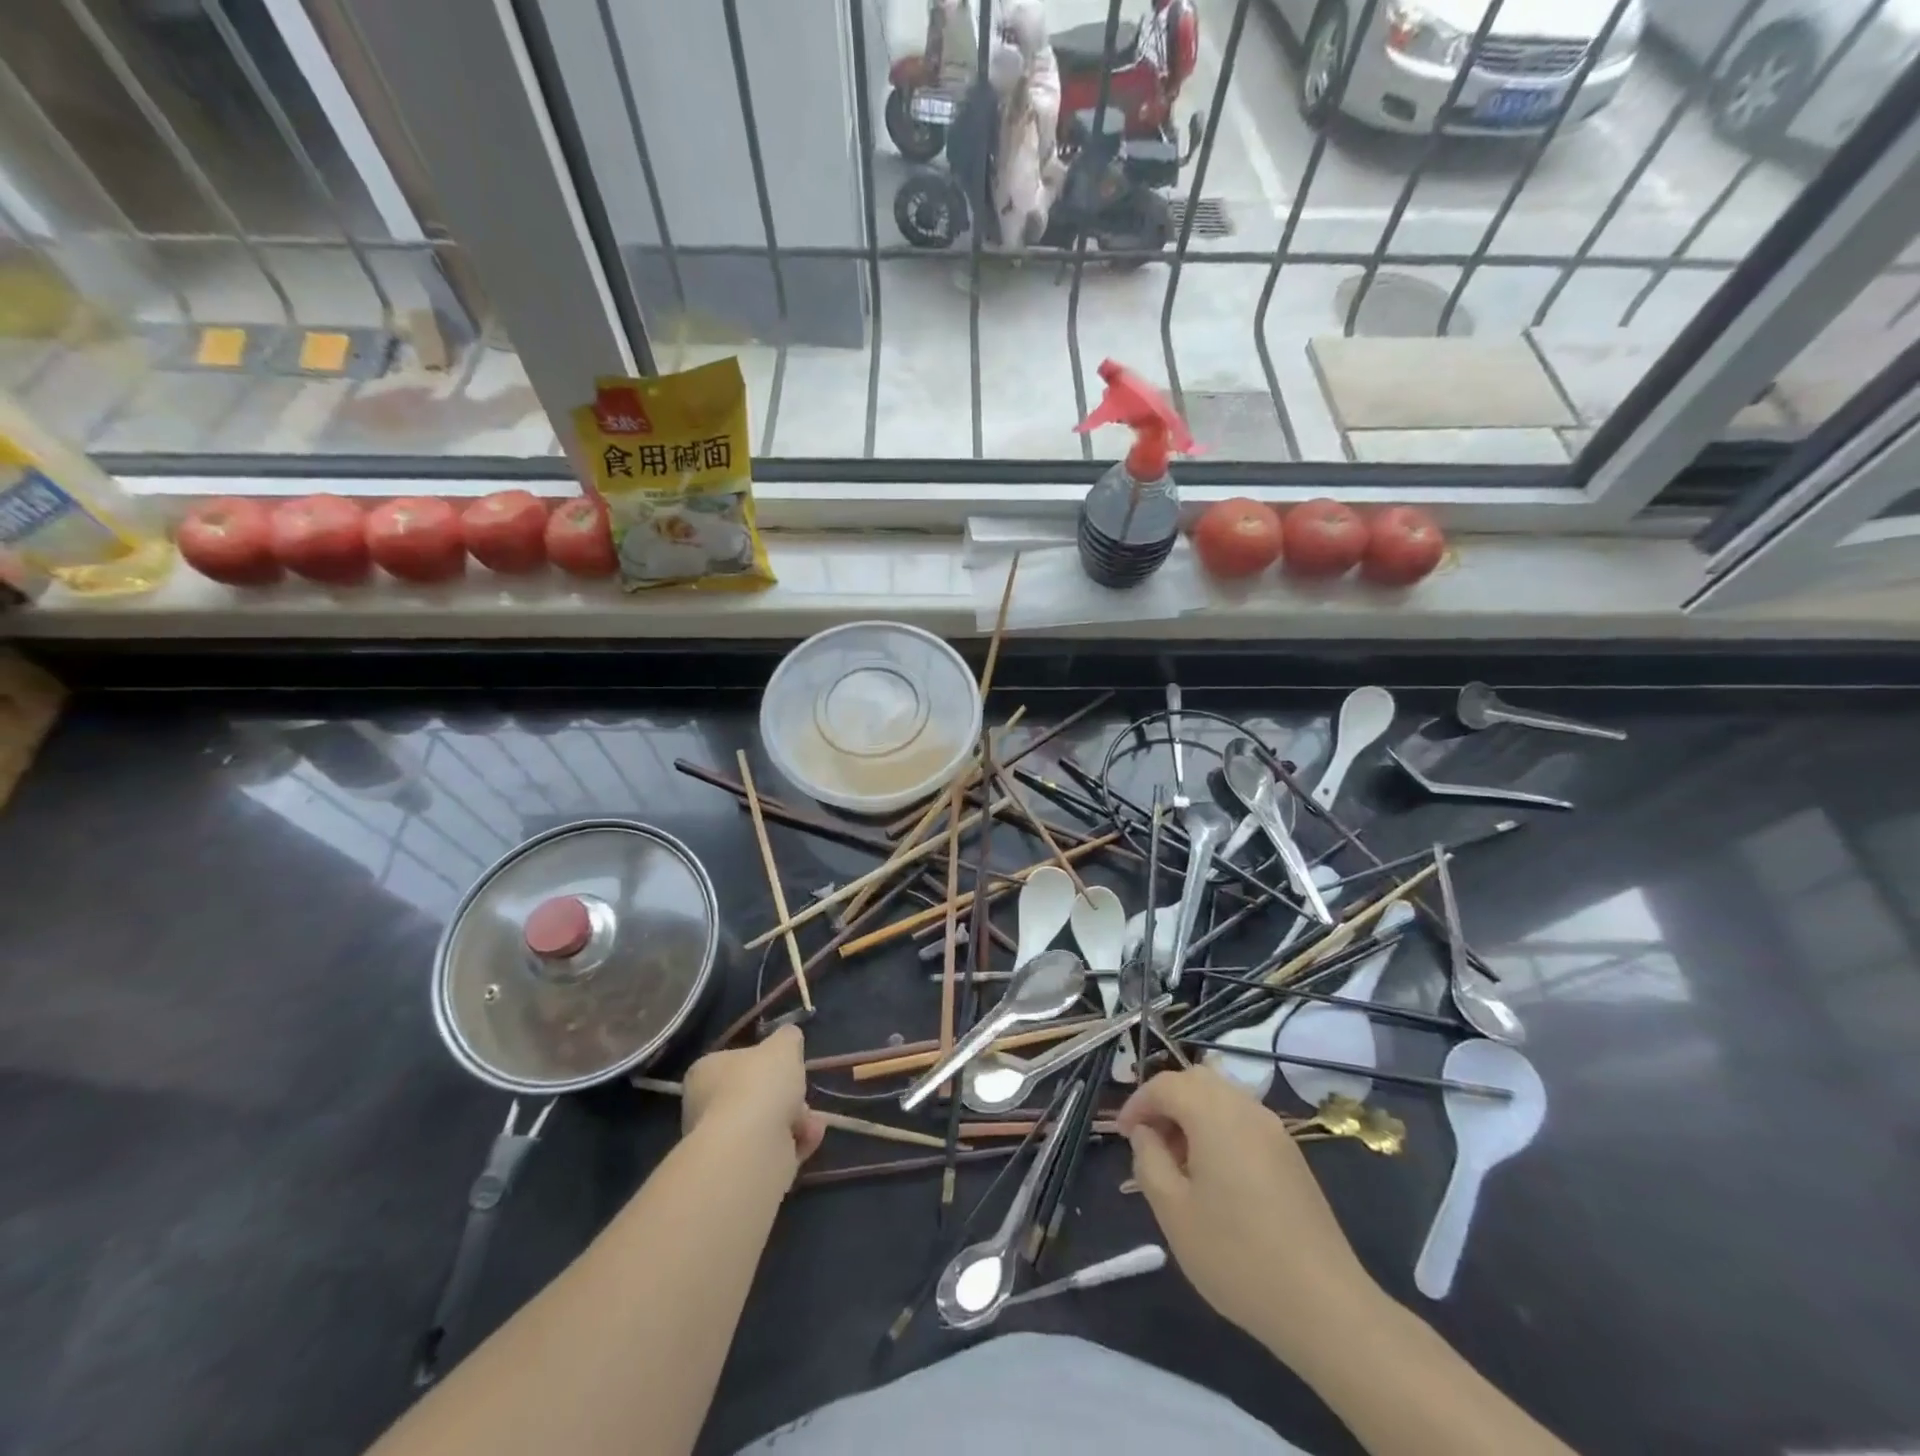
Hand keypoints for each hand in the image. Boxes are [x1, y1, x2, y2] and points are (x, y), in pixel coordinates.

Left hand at [681, 1026, 825, 1173]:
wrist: (751, 1149)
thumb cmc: (760, 1085)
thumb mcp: (783, 1045)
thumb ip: (787, 1037)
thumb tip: (788, 1038)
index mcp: (705, 1073)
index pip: (734, 1062)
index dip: (765, 1063)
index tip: (787, 1066)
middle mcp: (705, 1108)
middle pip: (755, 1095)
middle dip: (787, 1095)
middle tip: (802, 1095)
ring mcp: (721, 1143)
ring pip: (767, 1124)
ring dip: (796, 1120)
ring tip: (812, 1122)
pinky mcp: (739, 1172)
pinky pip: (773, 1151)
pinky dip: (795, 1144)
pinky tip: (811, 1138)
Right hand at [1117, 1067, 1376, 1359]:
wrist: (1324, 1306)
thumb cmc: (1236, 1255)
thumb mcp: (1173, 1211)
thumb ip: (1149, 1160)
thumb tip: (1145, 1134)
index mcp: (1214, 1113)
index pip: (1165, 1085)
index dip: (1138, 1103)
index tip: (1122, 1135)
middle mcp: (1246, 1108)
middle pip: (1196, 1080)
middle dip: (1166, 1101)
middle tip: (1149, 1142)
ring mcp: (1274, 1130)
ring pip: (1222, 1098)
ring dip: (1193, 1114)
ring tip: (1178, 1162)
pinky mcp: (1291, 1155)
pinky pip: (1243, 1120)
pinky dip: (1218, 1129)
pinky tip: (1214, 1176)